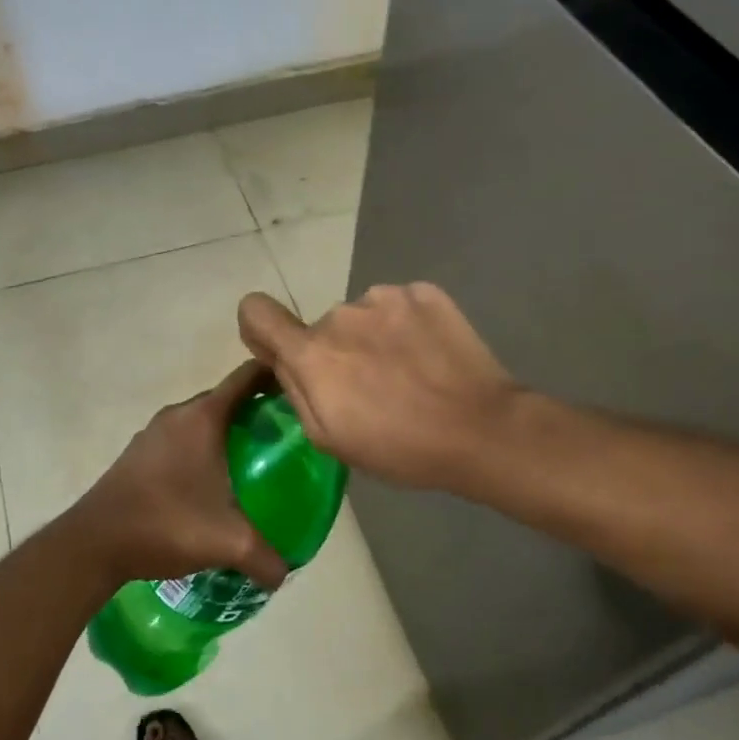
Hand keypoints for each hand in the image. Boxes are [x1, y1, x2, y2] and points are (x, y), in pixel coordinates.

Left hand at [62, 362, 287, 591]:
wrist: (94, 542)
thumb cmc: (166, 524)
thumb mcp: (227, 542)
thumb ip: (266, 558)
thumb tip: (285, 574)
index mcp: (203, 418)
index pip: (247, 377)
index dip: (276, 376)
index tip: (300, 391)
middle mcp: (178, 415)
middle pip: (226, 398)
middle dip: (256, 410)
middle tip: (285, 436)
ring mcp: (154, 433)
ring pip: (201, 420)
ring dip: (226, 431)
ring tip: (254, 460)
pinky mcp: (138, 453)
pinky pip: (181, 438)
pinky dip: (202, 448)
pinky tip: (211, 483)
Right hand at [237, 282, 518, 491]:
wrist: (482, 429)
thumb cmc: (399, 447)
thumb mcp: (329, 438)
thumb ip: (295, 390)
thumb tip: (282, 360)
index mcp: (312, 352)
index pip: (256, 311)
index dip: (260, 329)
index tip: (281, 352)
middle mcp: (341, 314)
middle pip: (322, 327)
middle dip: (336, 352)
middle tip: (372, 388)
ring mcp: (386, 297)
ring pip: (363, 316)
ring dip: (373, 338)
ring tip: (408, 374)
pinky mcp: (425, 292)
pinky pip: (399, 306)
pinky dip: (406, 326)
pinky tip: (429, 357)